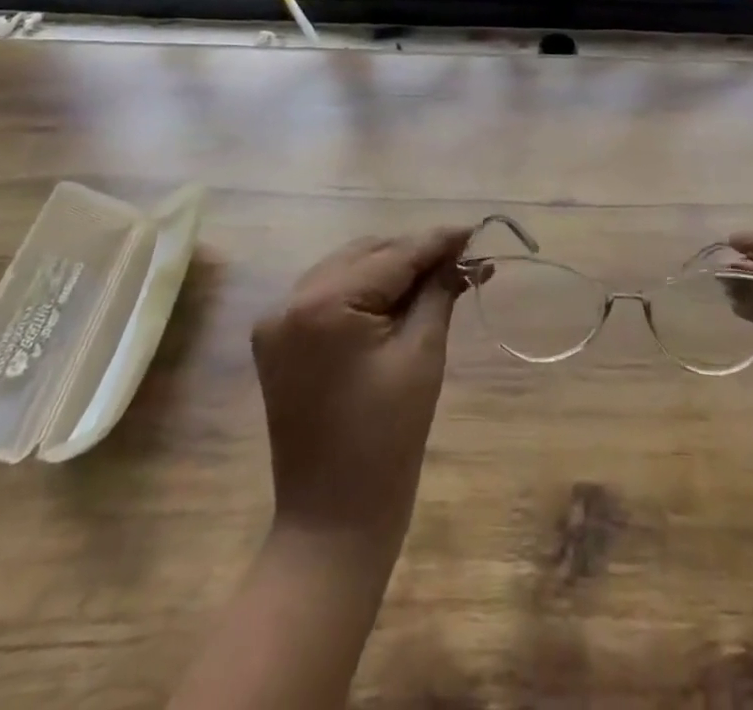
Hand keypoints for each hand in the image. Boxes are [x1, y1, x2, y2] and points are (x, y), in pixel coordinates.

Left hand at [251, 227, 471, 554]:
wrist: (333, 522)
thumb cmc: (387, 440)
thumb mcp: (422, 355)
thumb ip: (439, 292)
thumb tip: (462, 255)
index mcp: (323, 303)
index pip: (392, 256)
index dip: (437, 241)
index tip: (475, 230)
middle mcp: (290, 300)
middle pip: (366, 254)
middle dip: (414, 254)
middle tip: (461, 259)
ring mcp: (278, 320)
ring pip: (346, 269)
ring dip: (390, 269)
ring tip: (437, 276)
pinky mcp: (278, 341)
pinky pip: (327, 295)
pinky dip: (363, 291)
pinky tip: (398, 298)